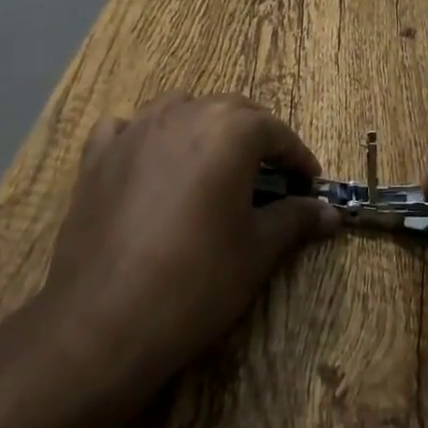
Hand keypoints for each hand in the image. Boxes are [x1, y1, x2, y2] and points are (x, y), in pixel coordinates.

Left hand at [39, 92, 340, 392]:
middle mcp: (184, 113)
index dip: (298, 157)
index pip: (276, 131)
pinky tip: (147, 161)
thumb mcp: (257, 250)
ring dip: (202, 126)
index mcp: (229, 130)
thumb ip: (295, 219)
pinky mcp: (97, 155)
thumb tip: (330, 212)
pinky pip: (125, 128)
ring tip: (212, 162)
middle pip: (231, 110)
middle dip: (255, 136)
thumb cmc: (197, 280)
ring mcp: (135, 130)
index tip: (309, 184)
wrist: (104, 319)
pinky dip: (142, 135)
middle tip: (270, 174)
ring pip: (179, 107)